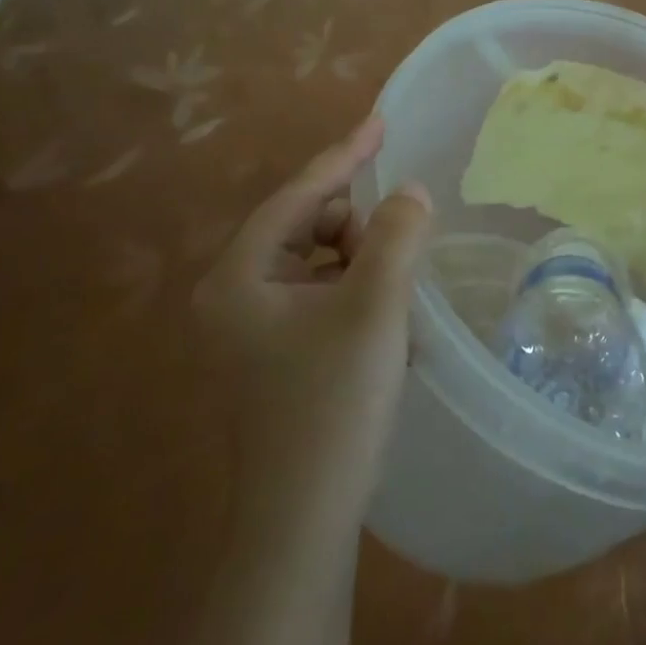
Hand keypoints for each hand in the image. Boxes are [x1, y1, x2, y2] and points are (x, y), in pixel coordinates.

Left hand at [192, 115, 431, 547]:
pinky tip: (385, 325)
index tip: (382, 122)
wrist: (303, 522)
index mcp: (239, 276)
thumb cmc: (333, 404)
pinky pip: (321, 297)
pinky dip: (356, 294)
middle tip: (400, 248)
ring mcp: (251, 330)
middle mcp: (234, 296)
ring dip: (361, 264)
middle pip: (306, 227)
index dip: (345, 155)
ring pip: (318, 263)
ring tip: (396, 295)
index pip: (299, 195)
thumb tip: (410, 192)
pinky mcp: (274, 357)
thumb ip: (396, 236)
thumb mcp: (374, 308)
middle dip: (357, 227)